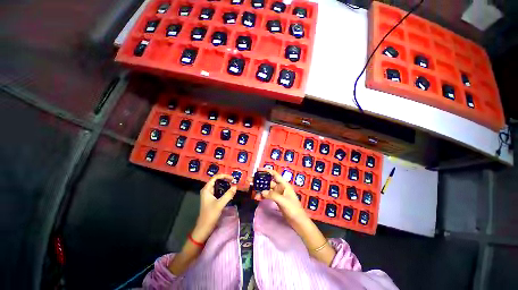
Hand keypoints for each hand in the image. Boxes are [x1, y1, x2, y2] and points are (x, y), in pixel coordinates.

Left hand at [191, 174, 236, 242]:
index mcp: (206, 189)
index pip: (215, 177)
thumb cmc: (210, 215)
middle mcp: (207, 190)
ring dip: (225, 184)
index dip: (224, 176)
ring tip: (233, 184)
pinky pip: (219, 190)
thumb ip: (228, 195)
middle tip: (234, 181)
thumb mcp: (220, 204)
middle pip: (217, 180)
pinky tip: (229, 191)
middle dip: (225, 179)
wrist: (204, 228)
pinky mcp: (212, 199)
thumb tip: (235, 186)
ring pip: (218, 185)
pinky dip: (224, 189)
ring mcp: (209, 194)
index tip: (232, 178)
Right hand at [249, 168, 308, 227]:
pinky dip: (263, 196)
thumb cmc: (293, 209)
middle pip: (269, 181)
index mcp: (284, 184)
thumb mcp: (283, 201)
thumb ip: (272, 195)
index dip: (266, 171)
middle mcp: (280, 187)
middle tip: (250, 180)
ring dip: (260, 189)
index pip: (274, 174)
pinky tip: (257, 197)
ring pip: (267, 189)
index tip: (257, 170)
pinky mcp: (276, 199)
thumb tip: (262, 192)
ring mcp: (278, 194)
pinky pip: (268, 195)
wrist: (298, 221)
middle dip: (260, 181)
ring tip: (252, 191)